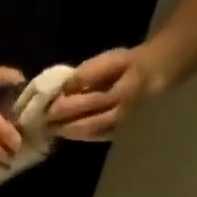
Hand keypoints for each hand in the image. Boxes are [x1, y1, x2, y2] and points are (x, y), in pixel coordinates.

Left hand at [48, 46, 167, 141]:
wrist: (154, 77)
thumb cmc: (130, 65)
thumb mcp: (112, 59)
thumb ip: (90, 73)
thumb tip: (67, 86)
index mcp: (122, 91)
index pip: (90, 100)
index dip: (68, 105)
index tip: (47, 106)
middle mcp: (121, 113)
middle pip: (88, 120)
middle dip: (63, 123)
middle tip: (42, 122)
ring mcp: (119, 126)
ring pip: (90, 132)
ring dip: (68, 132)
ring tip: (49, 128)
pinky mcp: (118, 134)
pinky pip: (95, 137)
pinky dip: (79, 135)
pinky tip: (65, 132)